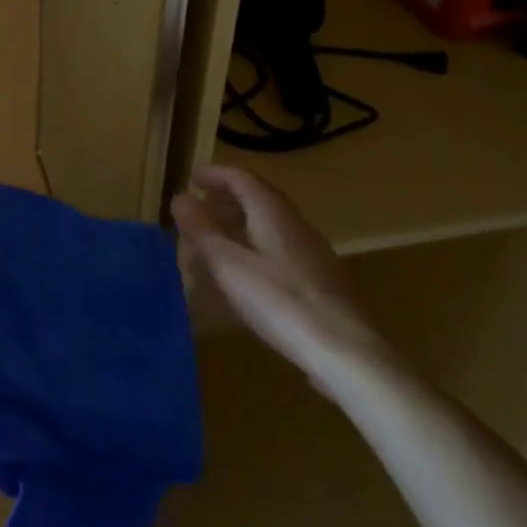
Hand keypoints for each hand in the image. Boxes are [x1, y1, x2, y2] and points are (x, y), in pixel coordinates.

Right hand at [172, 165, 393, 391]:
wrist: (346, 352)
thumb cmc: (279, 301)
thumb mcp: (228, 264)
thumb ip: (202, 229)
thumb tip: (180, 197)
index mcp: (272, 211)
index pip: (241, 177)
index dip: (215, 174)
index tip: (192, 178)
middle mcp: (295, 223)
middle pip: (258, 198)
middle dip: (226, 199)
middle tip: (200, 210)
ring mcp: (313, 252)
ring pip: (270, 226)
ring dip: (240, 226)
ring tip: (217, 243)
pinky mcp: (322, 281)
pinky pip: (280, 250)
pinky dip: (256, 248)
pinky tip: (247, 277)